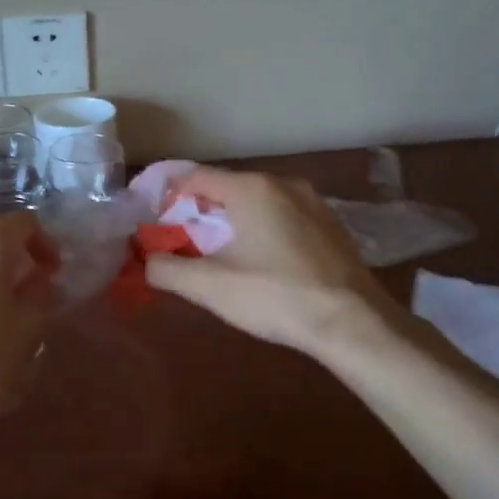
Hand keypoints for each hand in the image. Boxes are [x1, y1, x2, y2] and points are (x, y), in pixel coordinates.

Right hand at [143, 167, 399, 353]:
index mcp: (251, 189)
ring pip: (258, 203)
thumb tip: (146, 261)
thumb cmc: (276, 296)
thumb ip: (168, 269)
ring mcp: (313, 203)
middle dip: (199, 212)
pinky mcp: (330, 225)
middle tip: (182, 242)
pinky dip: (263, 230)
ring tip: (220, 254)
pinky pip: (284, 217)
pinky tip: (262, 261)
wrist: (352, 322)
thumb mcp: (210, 287)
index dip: (167, 195)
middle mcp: (283, 184)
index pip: (195, 176)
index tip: (152, 218)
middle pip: (227, 188)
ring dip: (233, 222)